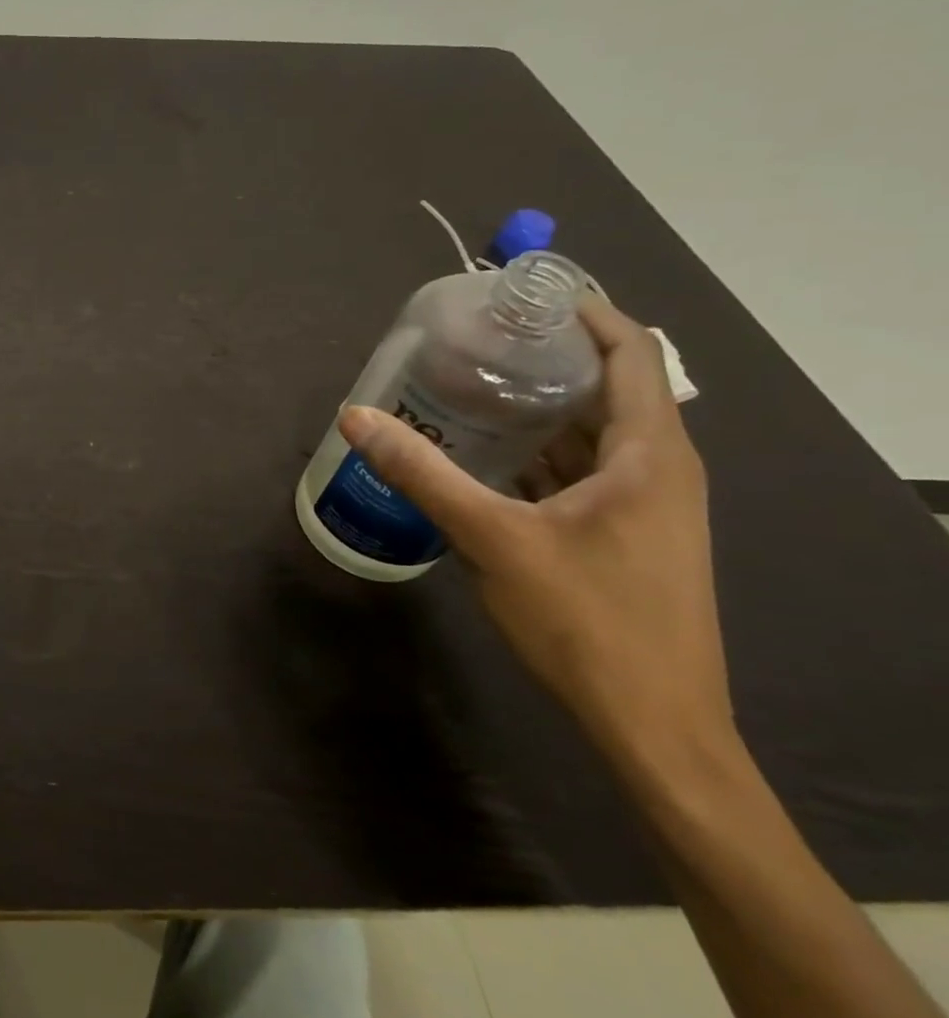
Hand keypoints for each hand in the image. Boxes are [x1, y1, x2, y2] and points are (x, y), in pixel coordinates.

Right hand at [338, 297, 732, 776]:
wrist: (654, 725)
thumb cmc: (586, 620)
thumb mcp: (492, 538)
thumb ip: (422, 473)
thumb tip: (356, 417)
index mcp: (650, 454)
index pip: (632, 351)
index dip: (585, 311)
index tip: (521, 292)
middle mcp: (659, 469)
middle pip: (610, 387)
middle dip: (545, 357)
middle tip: (472, 339)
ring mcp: (647, 506)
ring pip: (595, 433)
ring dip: (539, 407)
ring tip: (469, 386)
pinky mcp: (628, 535)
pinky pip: (586, 470)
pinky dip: (541, 451)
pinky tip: (486, 455)